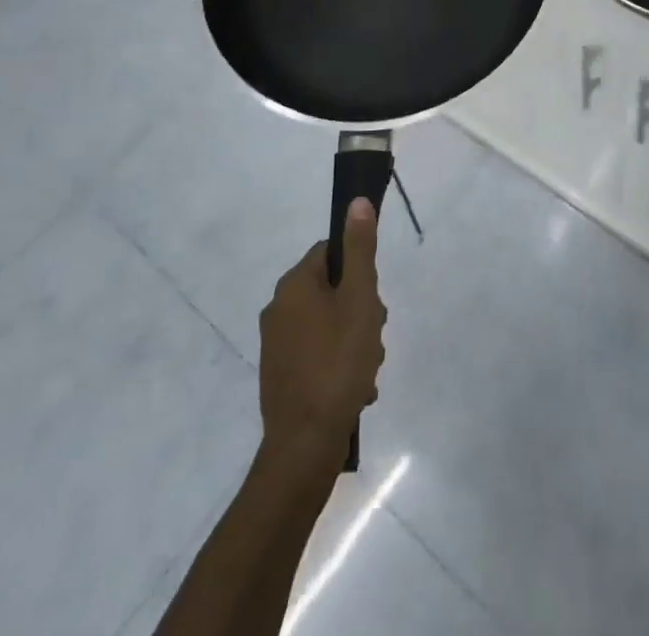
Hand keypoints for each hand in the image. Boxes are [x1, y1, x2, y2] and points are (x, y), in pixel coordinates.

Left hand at [257, 199, 386, 465]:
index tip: (372, 300)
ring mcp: (276, 344)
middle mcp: (278, 308)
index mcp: (294, 285)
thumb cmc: (337, 363)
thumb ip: (360, 249)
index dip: (359, 273)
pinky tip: (355, 389)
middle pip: (333, 290)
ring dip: (354, 342)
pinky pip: (318, 354)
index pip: (332, 253)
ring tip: (366, 371)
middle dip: (360, 312)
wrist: (304, 446)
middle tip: (372, 338)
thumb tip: (357, 201)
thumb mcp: (359, 300)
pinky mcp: (280, 375)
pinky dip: (339, 365)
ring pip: (329, 324)